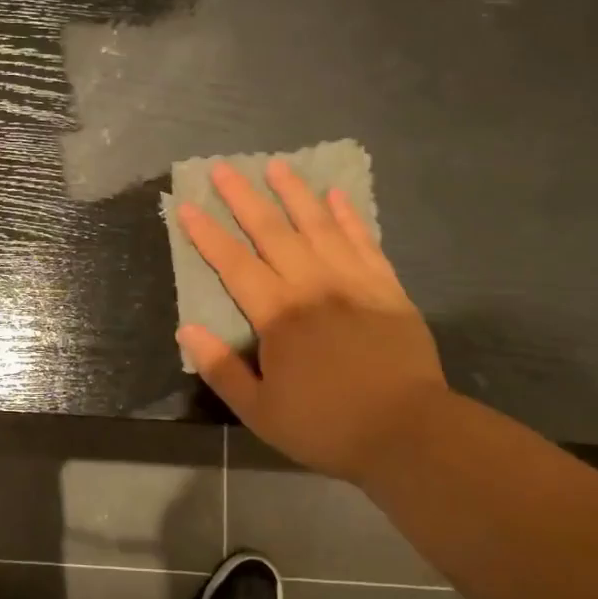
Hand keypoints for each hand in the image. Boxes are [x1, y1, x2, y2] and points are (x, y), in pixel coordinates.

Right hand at [176, 159, 449, 482]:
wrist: (409, 432)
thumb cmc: (327, 425)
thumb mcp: (261, 411)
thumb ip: (221, 369)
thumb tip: (187, 330)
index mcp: (278, 315)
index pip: (234, 264)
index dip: (207, 234)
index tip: (188, 206)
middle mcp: (312, 285)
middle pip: (272, 231)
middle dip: (243, 198)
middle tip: (224, 168)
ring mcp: (353, 281)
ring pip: (318, 225)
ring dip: (295, 193)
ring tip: (277, 166)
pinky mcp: (386, 287)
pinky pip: (364, 241)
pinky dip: (349, 216)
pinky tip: (336, 195)